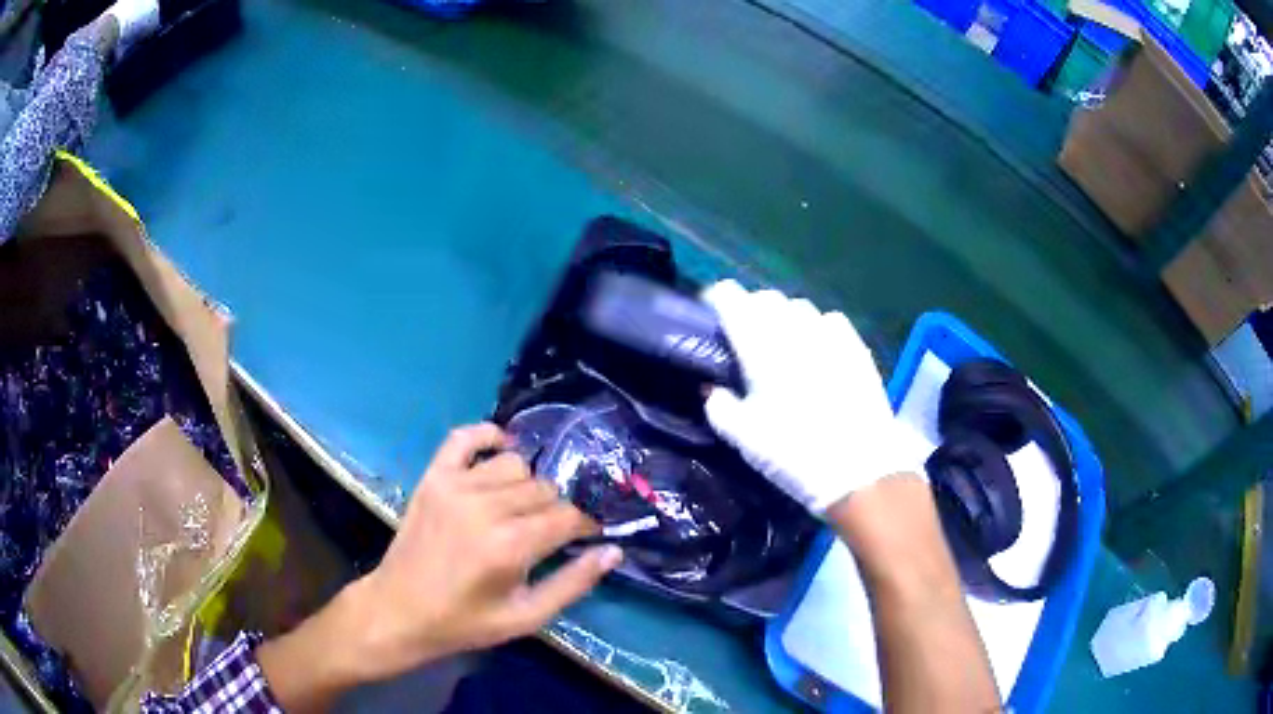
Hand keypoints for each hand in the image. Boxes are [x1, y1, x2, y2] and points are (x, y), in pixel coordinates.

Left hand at [354, 424, 620, 674]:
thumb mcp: (526, 617)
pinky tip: (500, 450)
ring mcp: (455, 486)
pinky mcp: (433, 477)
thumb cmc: (465, 622)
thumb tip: (613, 551)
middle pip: (544, 488)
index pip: (569, 516)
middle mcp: (485, 507)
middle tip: (548, 531)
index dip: (585, 525)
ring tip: (520, 508)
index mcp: (511, 545)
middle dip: (557, 509)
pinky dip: (488, 435)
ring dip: (527, 484)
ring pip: (515, 464)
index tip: (586, 535)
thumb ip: (573, 583)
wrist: (399, 611)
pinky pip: (465, 437)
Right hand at [702, 280, 920, 513]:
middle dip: (751, 308)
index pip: (731, 298)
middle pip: (766, 297)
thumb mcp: (744, 439)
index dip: (717, 298)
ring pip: (800, 306)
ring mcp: (830, 336)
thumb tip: (710, 388)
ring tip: (782, 341)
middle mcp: (794, 330)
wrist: (859, 469)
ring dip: (784, 316)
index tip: (710, 312)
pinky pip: (831, 320)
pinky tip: (818, 348)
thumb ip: (719, 406)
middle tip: (745, 334)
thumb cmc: (794, 454)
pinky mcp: (856, 348)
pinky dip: (817, 326)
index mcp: (760, 347)